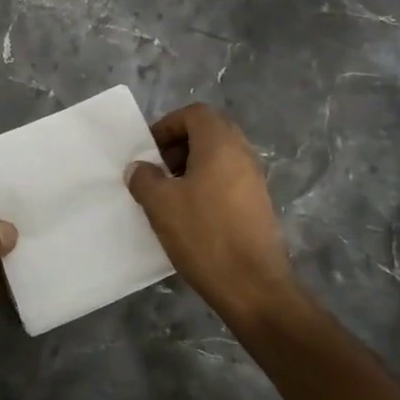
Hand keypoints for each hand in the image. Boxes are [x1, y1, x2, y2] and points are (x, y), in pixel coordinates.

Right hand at [126, 104, 295, 321]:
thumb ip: (144, 178)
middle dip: (179, 145)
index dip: (168, 125)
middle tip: (159, 170)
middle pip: (209, 132)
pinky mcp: (259, 204)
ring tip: (170, 194)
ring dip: (192, 166)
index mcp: (220, 144)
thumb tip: (140, 168)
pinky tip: (191, 214)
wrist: (253, 286)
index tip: (149, 151)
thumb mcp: (161, 204)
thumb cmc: (204, 235)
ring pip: (219, 157)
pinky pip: (228, 179)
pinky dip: (207, 184)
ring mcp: (255, 180)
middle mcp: (242, 154)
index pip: (194, 113)